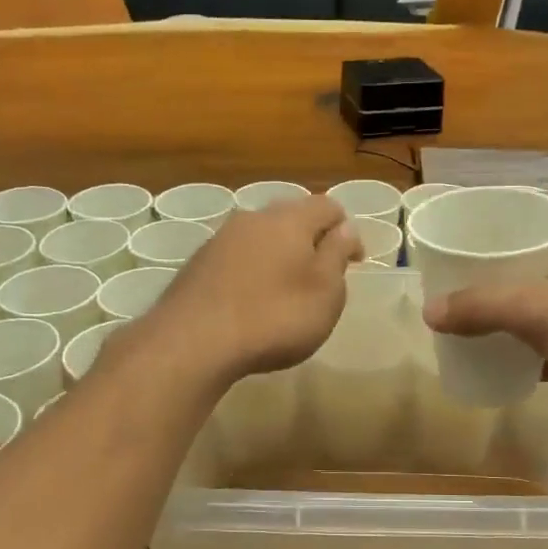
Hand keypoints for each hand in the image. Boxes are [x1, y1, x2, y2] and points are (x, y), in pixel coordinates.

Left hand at [141, 194, 361, 384]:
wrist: (193, 342)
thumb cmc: (275, 317)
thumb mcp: (325, 292)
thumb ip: (337, 255)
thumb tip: (345, 229)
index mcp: (290, 219)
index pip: (328, 206)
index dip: (347, 231)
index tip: (354, 264)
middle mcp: (252, 219)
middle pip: (291, 218)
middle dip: (310, 241)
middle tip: (321, 277)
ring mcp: (219, 240)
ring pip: (260, 238)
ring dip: (278, 257)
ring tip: (285, 292)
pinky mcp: (197, 265)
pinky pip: (236, 259)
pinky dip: (251, 273)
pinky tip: (250, 303)